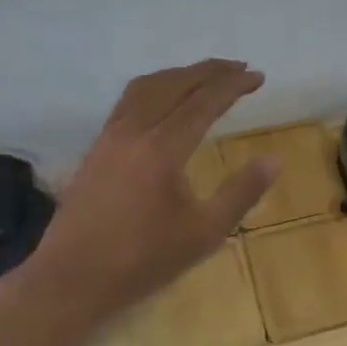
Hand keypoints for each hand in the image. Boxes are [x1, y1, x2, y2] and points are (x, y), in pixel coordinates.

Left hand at [24, 59, 277, 319]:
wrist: (72, 278)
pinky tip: (164, 101)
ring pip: (147, 87)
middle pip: (175, 84)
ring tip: (205, 76)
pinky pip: (129, 100)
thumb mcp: (204, 233)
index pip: (205, 101)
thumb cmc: (143, 260)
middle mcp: (135, 130)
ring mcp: (110, 136)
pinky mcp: (97, 148)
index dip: (233, 85)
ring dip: (180, 74)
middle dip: (209, 71)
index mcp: (163, 148)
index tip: (258, 76)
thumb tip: (274, 160)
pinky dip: (155, 87)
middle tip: (239, 67)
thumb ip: (241, 193)